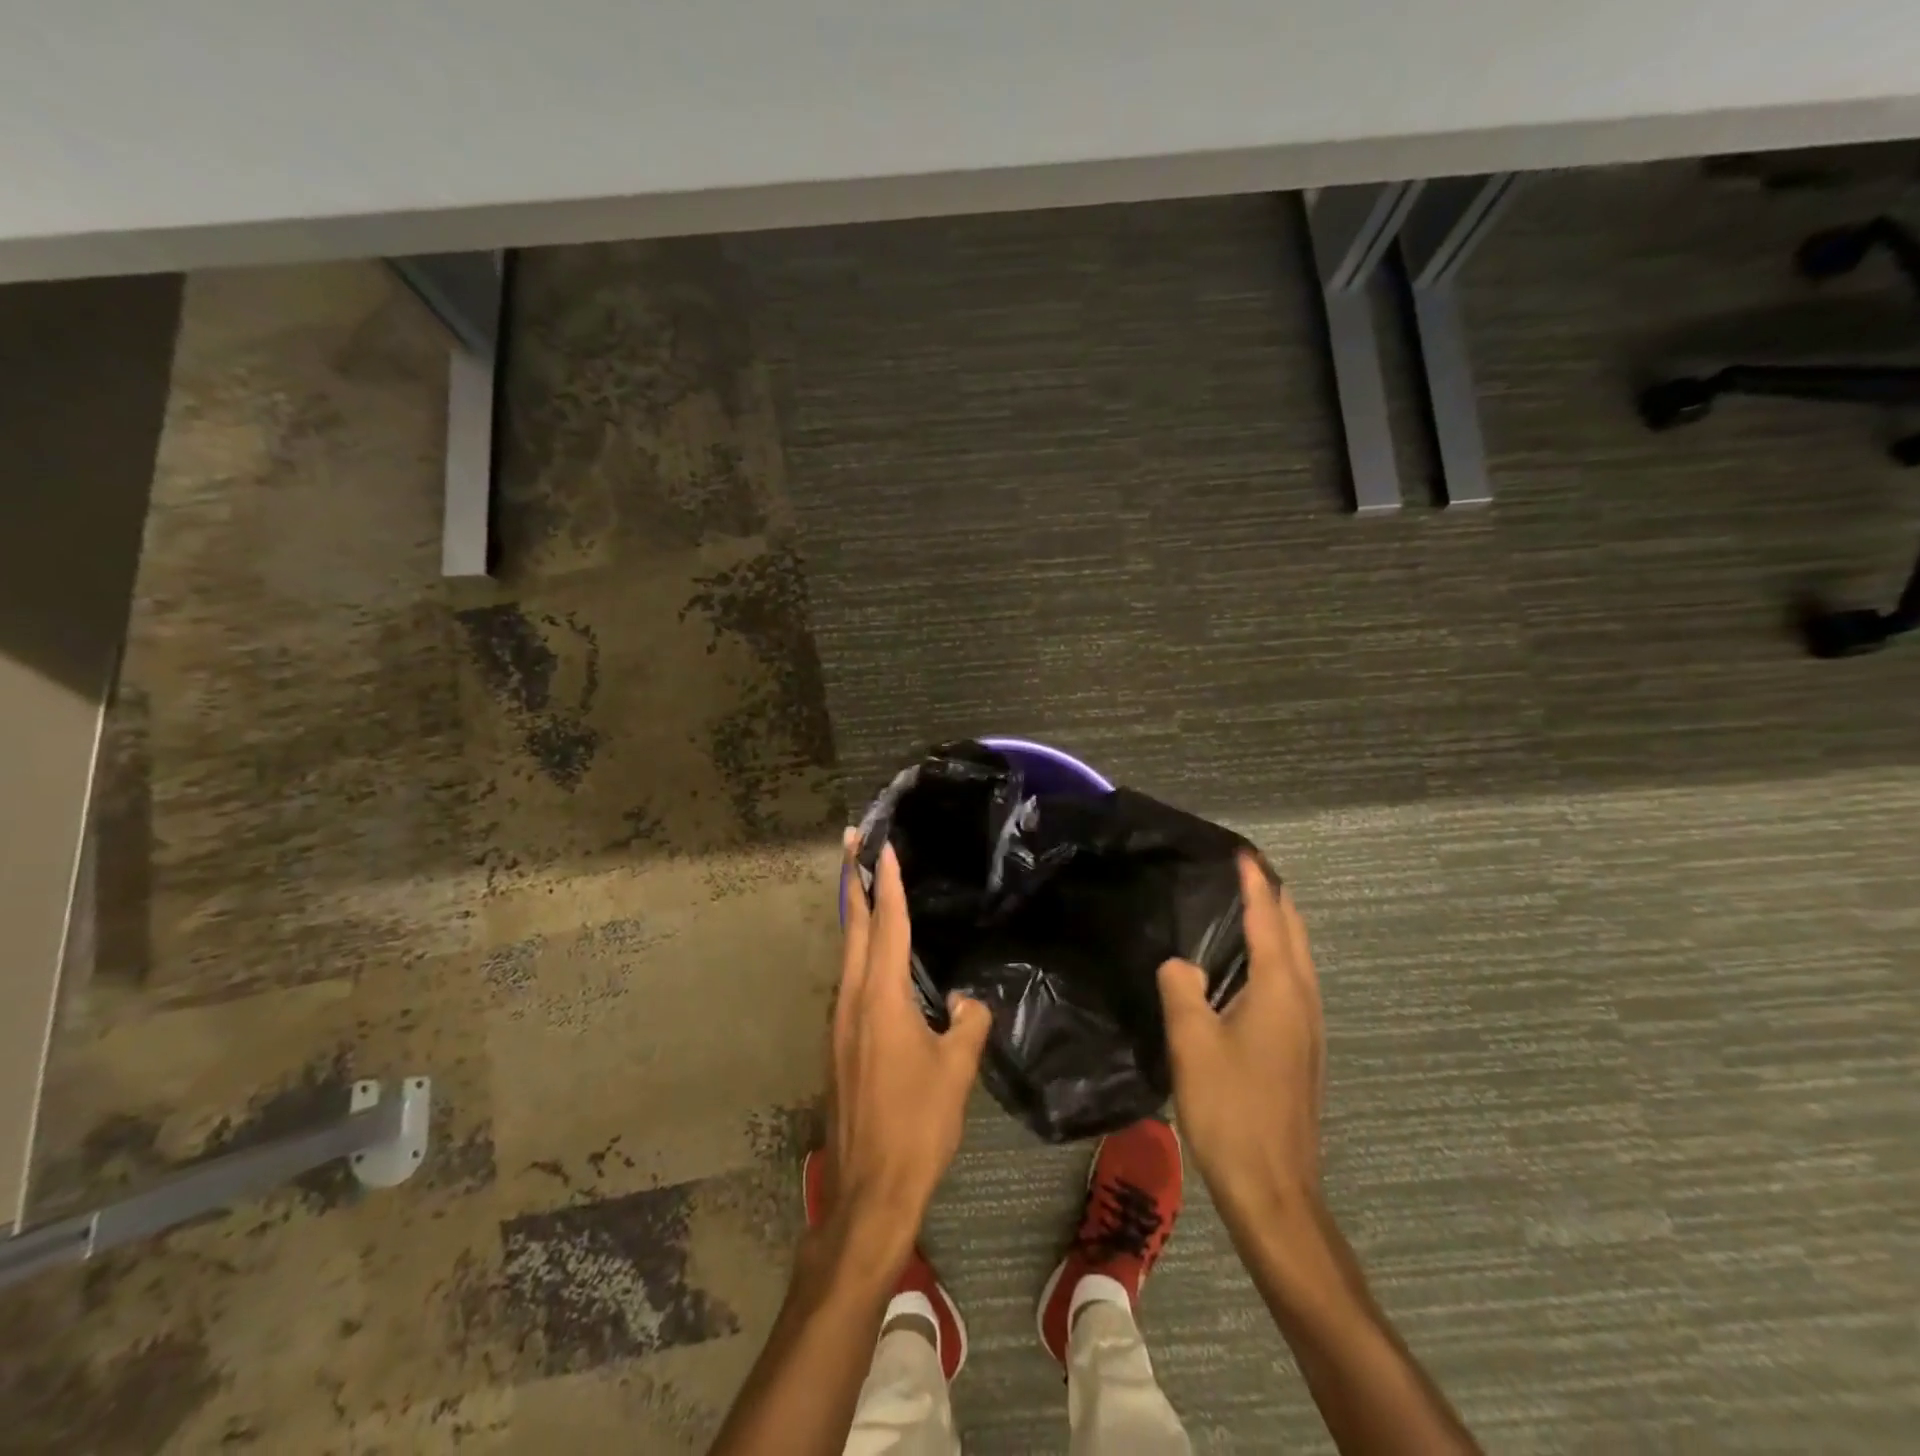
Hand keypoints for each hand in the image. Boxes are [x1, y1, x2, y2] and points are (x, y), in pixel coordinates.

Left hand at [826, 830, 990, 1257]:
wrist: (869, 1188)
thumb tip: (964, 1000)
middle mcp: (852, 998)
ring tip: (862, 883)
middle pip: (852, 925)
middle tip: (852, 840)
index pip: (887, 924)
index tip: (882, 846)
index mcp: (881, 996)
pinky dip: (858, 949)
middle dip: (852, 879)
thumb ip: (967, 1022)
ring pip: (846, 952)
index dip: (887, 882)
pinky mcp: (837, 1042)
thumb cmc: (918, 1123)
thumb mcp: (957, 1069)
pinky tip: (872, 955)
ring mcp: (839, 1021)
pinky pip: (848, 979)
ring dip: (853, 912)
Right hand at [1157, 852, 1323, 1214]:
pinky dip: (1277, 955)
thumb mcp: (1191, 1042)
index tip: (1241, 852)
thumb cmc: (1230, 1108)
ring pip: (1298, 958)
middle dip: (1274, 897)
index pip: (1268, 919)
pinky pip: (1292, 982)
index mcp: (1279, 989)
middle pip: (1294, 933)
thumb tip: (1180, 963)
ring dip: (1278, 926)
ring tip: (1249, 905)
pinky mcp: (1301, 1049)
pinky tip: (1251, 967)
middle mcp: (1303, 999)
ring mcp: (1307, 1027)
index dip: (1255, 883)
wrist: (1272, 1188)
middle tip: (1244, 871)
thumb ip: (1181, 987)